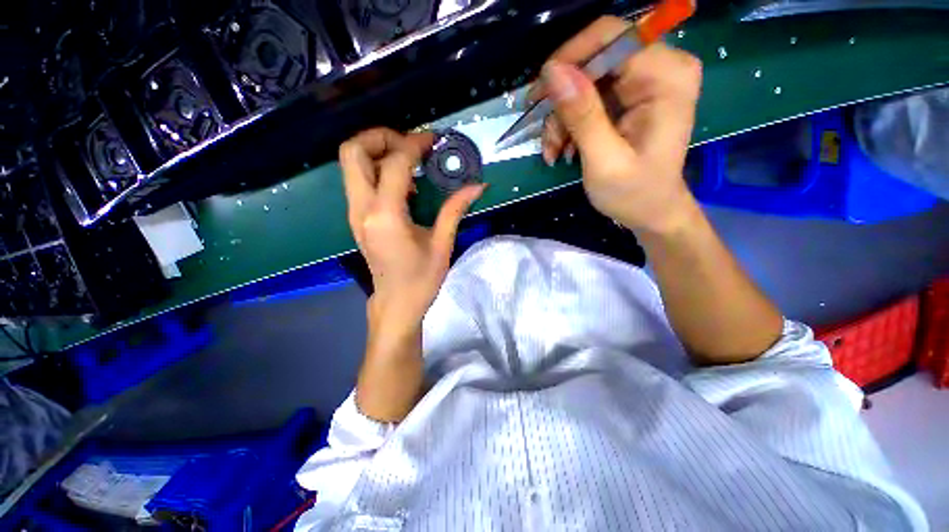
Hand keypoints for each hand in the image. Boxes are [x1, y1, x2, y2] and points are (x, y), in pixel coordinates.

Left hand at [340, 128, 486, 328]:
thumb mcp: (442, 244)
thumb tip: (477, 185)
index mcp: (385, 215)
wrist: (396, 303)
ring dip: (378, 152)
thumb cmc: (421, 279)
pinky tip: (402, 185)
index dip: (414, 144)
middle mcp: (362, 208)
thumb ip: (455, 209)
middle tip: (410, 144)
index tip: (432, 140)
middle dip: (381, 137)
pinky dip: (376, 170)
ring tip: (409, 162)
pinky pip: (359, 180)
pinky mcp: (357, 218)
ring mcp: (354, 213)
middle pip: (352, 151)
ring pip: (351, 164)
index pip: (394, 163)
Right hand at [537, 16, 702, 236]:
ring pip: (584, 80)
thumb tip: (552, 71)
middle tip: (544, 136)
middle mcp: (659, 67)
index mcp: (665, 76)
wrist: (650, 211)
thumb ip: (582, 115)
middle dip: (562, 100)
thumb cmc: (633, 193)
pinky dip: (568, 123)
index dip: (569, 58)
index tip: (539, 96)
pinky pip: (587, 97)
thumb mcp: (604, 160)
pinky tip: (562, 149)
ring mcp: (643, 81)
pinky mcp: (628, 97)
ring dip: (561, 118)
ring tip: (552, 152)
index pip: (611, 36)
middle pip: (593, 58)